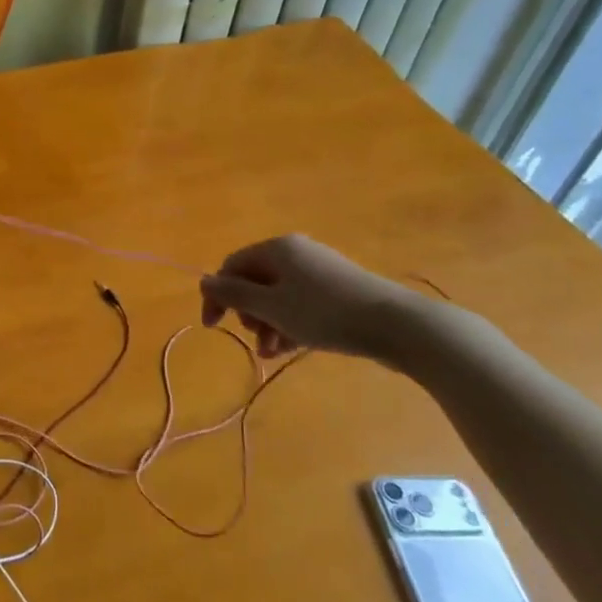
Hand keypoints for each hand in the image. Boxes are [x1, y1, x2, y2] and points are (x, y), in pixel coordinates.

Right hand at [199, 234, 418, 359]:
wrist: (398, 325)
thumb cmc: (326, 313)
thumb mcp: (272, 307)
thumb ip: (234, 294)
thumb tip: (204, 281)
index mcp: (276, 248)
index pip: (232, 266)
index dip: (218, 295)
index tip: (213, 328)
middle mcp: (296, 252)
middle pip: (255, 281)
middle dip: (249, 313)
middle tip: (256, 340)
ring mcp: (319, 270)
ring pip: (279, 296)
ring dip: (269, 324)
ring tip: (273, 353)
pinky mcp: (339, 289)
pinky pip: (301, 303)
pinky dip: (291, 323)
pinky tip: (292, 349)